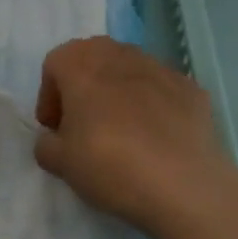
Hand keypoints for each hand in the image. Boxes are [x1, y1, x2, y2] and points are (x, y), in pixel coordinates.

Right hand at [34, 37, 237, 238]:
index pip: (53, 67)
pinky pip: (161, 91)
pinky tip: (158, 141)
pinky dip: (154, 107)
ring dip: (119, 94)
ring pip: (128, 72)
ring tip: (124, 134)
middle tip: (85, 127)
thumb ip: (46, 144)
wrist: (186, 186)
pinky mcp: (191, 87)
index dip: (49, 98)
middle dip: (84, 88)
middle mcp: (117, 52)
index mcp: (79, 62)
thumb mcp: (60, 163)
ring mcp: (158, 66)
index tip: (56, 130)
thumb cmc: (110, 164)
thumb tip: (54, 138)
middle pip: (91, 61)